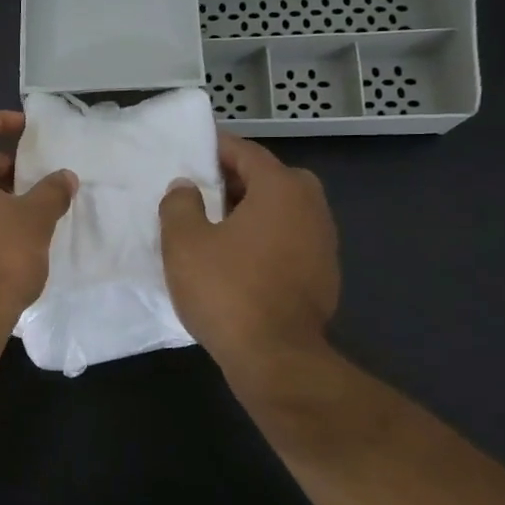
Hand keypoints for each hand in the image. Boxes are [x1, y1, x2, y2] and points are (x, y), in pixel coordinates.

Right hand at [159, 131, 339, 379]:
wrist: (275, 356)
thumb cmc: (225, 289)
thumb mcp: (183, 242)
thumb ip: (179, 204)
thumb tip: (186, 187)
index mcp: (281, 189)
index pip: (247, 153)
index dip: (217, 148)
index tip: (192, 150)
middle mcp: (311, 208)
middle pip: (272, 178)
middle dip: (238, 178)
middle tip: (204, 189)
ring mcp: (324, 243)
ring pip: (284, 210)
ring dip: (254, 209)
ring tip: (217, 224)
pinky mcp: (324, 274)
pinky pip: (291, 239)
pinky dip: (267, 237)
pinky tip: (239, 258)